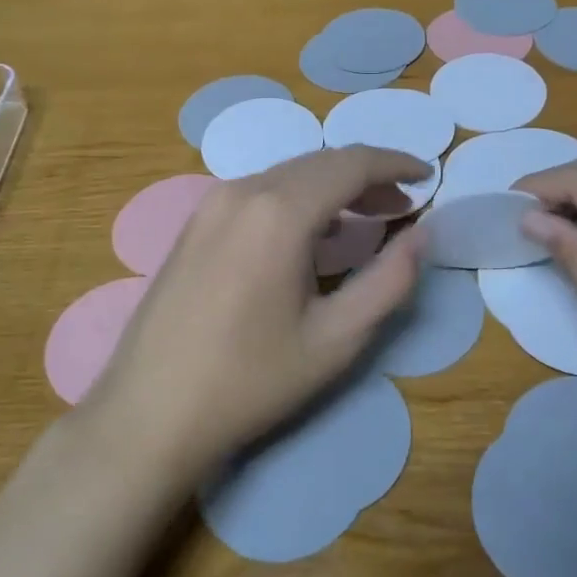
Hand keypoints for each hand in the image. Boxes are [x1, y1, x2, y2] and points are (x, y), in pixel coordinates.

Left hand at [85, 146, 429, 479]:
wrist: (149, 413)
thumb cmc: (251, 380)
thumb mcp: (336, 338)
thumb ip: (390, 280)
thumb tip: (423, 235)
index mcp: (279, 211)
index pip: (351, 163)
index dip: (395, 162)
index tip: (427, 175)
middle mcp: (243, 191)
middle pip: (319, 163)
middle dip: (367, 176)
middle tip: (402, 204)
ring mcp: (211, 204)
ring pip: (288, 174)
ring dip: (332, 186)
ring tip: (366, 217)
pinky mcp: (194, 224)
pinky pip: (259, 192)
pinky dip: (298, 199)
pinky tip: (311, 235)